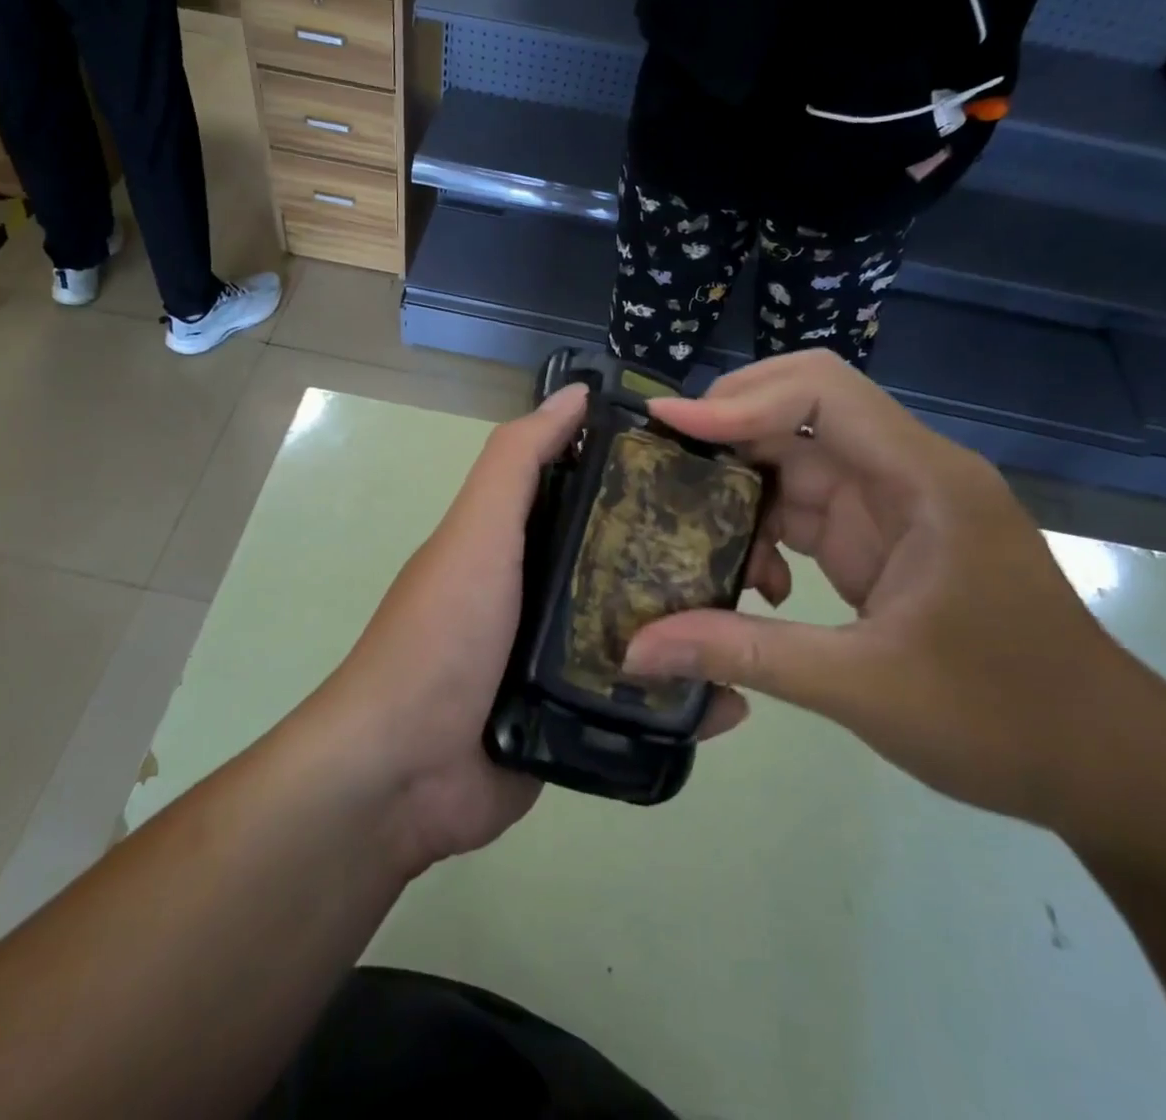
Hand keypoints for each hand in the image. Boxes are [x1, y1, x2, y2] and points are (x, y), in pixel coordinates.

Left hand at [318, 383, 751, 873]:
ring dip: (698, 628)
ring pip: (646, 632)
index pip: (600, 493)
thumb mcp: (477, 530)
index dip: (652, 476)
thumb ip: (518, 460)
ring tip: (761, 621)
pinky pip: (640, 701)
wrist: (403, 772)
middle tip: (762, 557)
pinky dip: (682, 699)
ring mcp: (566, 659)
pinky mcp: (580, 720)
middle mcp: (548, 591)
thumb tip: (576, 393)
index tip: (718, 469)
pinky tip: (730, 702)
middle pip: (632, 561)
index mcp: (525, 541)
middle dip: (691, 557)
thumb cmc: (443, 634)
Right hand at [622, 350, 1147, 828]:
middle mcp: (906, 473)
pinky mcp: (884, 540)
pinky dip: (767, 534)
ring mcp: (895, 506)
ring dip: (742, 493)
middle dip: (726, 436)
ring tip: (690, 534)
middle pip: (799, 414)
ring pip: (796, 463)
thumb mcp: (862, 686)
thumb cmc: (1005, 719)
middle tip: (660, 469)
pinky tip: (753, 586)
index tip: (666, 427)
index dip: (738, 398)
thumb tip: (638, 649)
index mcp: (921, 480)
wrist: (1107, 769)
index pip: (821, 393)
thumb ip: (745, 653)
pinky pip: (807, 510)